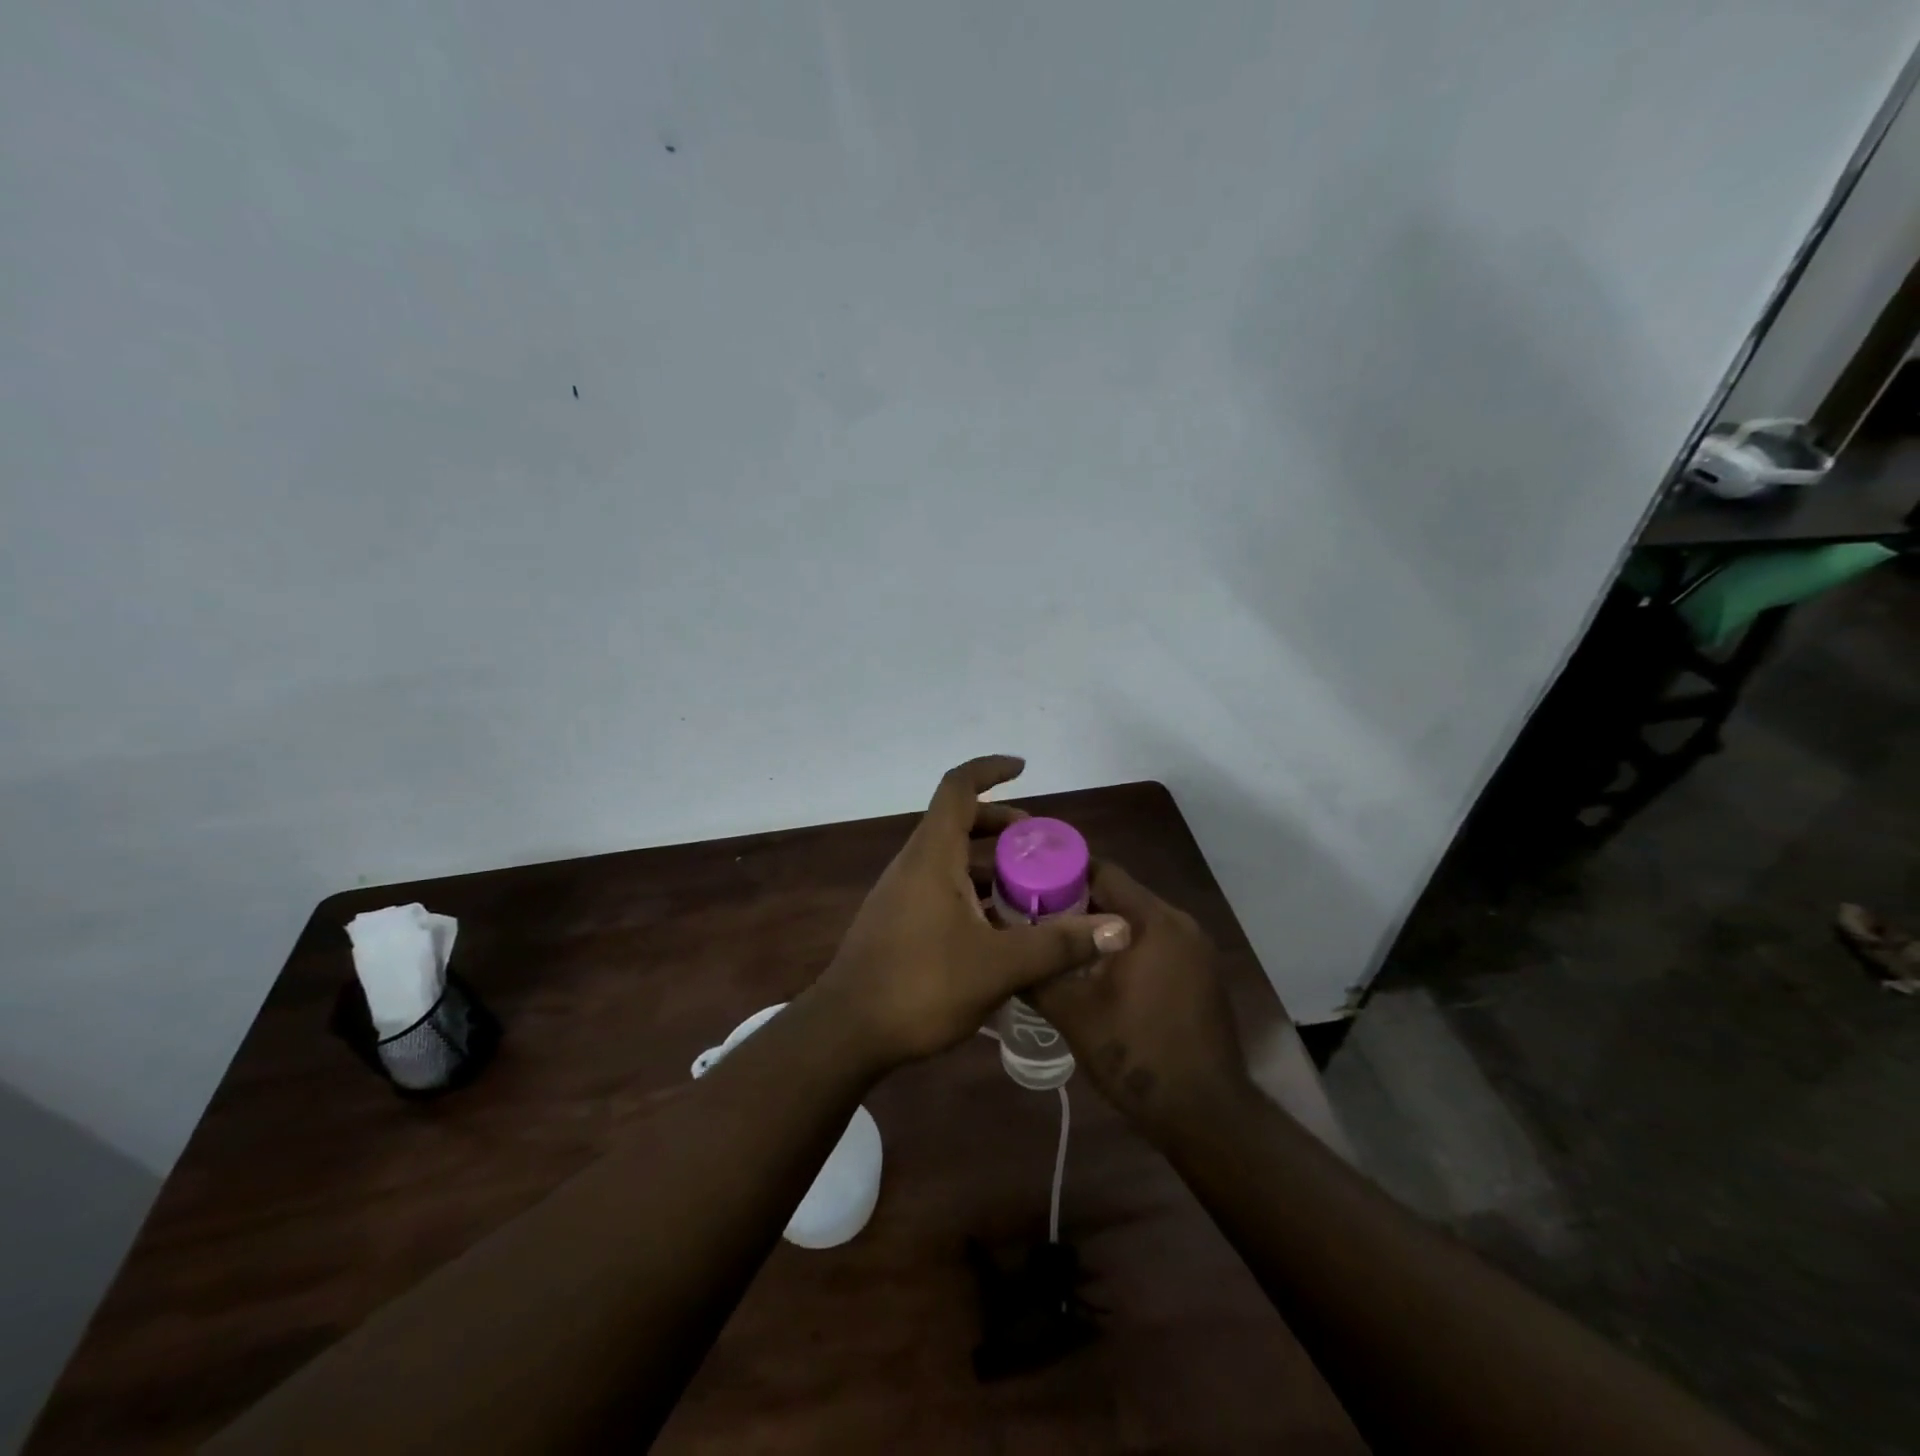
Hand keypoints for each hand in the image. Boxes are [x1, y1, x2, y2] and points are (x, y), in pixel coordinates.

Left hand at [807, 756, 1131, 1071]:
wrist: (847, 1031)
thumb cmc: (920, 985)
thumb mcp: (998, 965)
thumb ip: (1058, 944)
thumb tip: (1119, 928)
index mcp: (933, 855)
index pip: (958, 788)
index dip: (989, 770)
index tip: (1023, 769)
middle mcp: (914, 864)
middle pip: (958, 822)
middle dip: (1001, 825)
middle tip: (1040, 846)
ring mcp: (902, 893)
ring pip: (950, 859)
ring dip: (989, 865)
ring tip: (1029, 891)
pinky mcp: (898, 921)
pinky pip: (941, 888)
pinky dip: (972, 892)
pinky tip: (999, 930)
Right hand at [1029, 861, 1256, 1141]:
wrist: (1206, 1114)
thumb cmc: (1137, 1054)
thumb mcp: (1073, 1013)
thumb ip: (1037, 973)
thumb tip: (1006, 950)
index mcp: (1154, 921)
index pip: (1102, 872)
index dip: (1061, 872)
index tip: (1026, 880)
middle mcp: (1181, 923)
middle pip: (1120, 894)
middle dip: (1076, 901)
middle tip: (1033, 914)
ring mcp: (1196, 949)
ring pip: (1137, 920)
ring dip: (1100, 927)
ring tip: (1058, 941)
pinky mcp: (1201, 974)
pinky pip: (1155, 942)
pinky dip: (1125, 946)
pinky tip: (1096, 970)